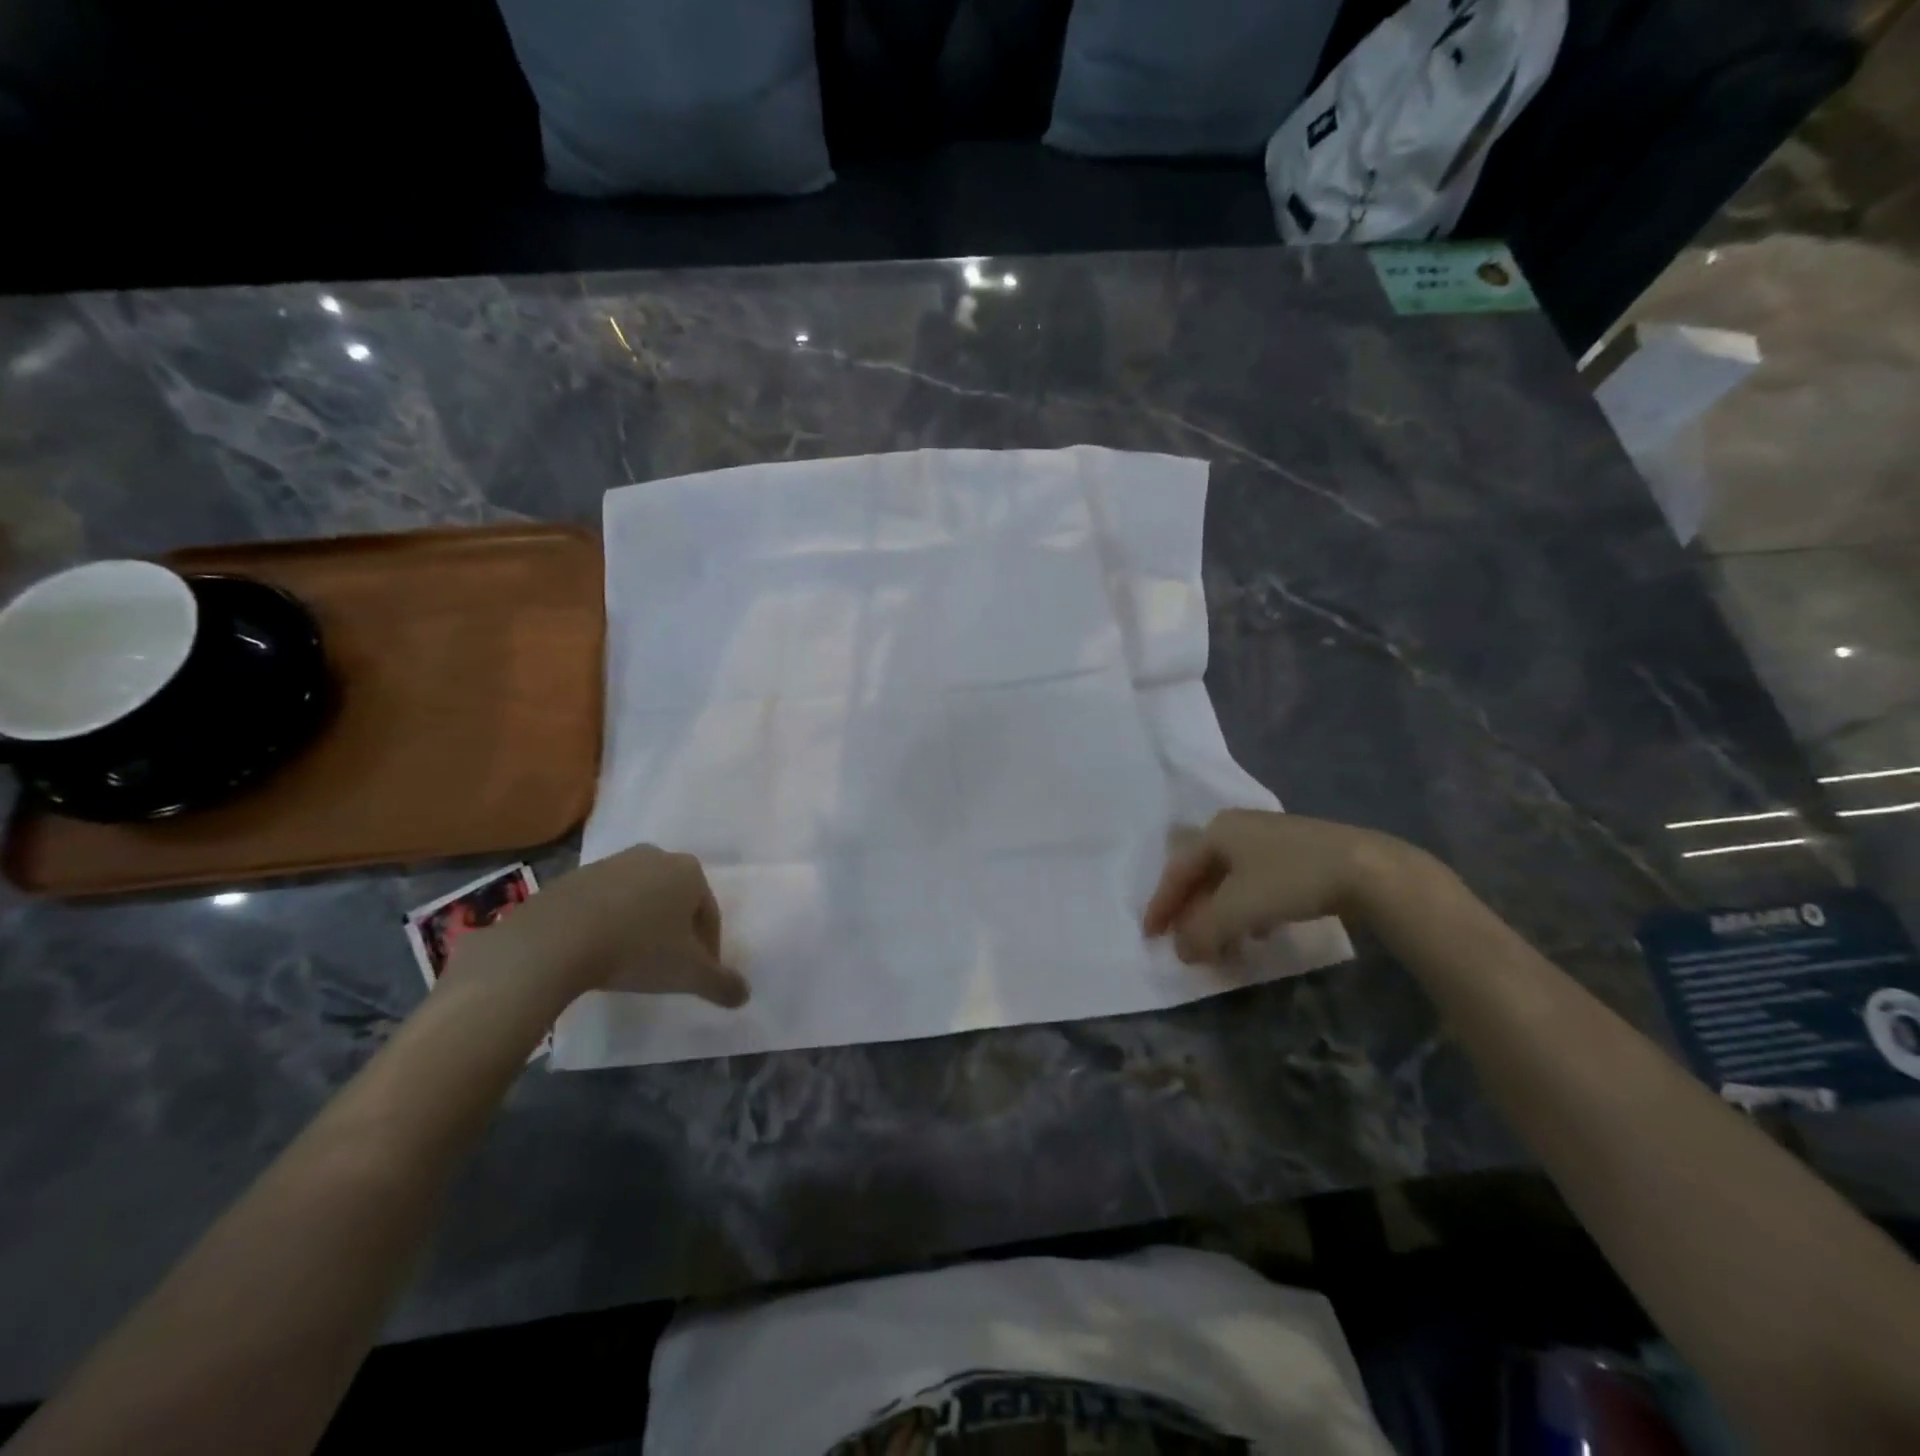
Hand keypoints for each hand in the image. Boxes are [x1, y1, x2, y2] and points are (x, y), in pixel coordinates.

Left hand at [459, 845, 748, 1007]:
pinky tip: (598, 952)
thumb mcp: (688, 974)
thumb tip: (745, 995)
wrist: (554, 940)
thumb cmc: (637, 949)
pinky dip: (609, 924)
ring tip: (630, 962)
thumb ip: (721, 984)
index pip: (710, 914)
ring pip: (640, 900)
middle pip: (676, 901)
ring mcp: (613, 863)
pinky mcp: (576, 876)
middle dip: (675, 933)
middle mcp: (655, 856)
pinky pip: (604, 903)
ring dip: (642, 926)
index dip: (708, 949)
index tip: (696, 976)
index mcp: (689, 871)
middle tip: (666, 968)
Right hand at [1143, 809, 1412, 964]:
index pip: (1177, 871)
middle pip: (1202, 874)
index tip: (1150, 936)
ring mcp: (1270, 840)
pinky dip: (1247, 910)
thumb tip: (1181, 950)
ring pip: (1230, 881)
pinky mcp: (1298, 855)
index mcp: (1217, 831)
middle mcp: (1238, 828)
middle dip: (1191, 911)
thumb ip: (1202, 931)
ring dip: (1220, 915)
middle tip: (1183, 941)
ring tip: (1221, 946)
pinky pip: (1257, 884)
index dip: (1161, 905)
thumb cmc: (1290, 880)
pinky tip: (1259, 933)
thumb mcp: (1237, 909)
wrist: (1368, 869)